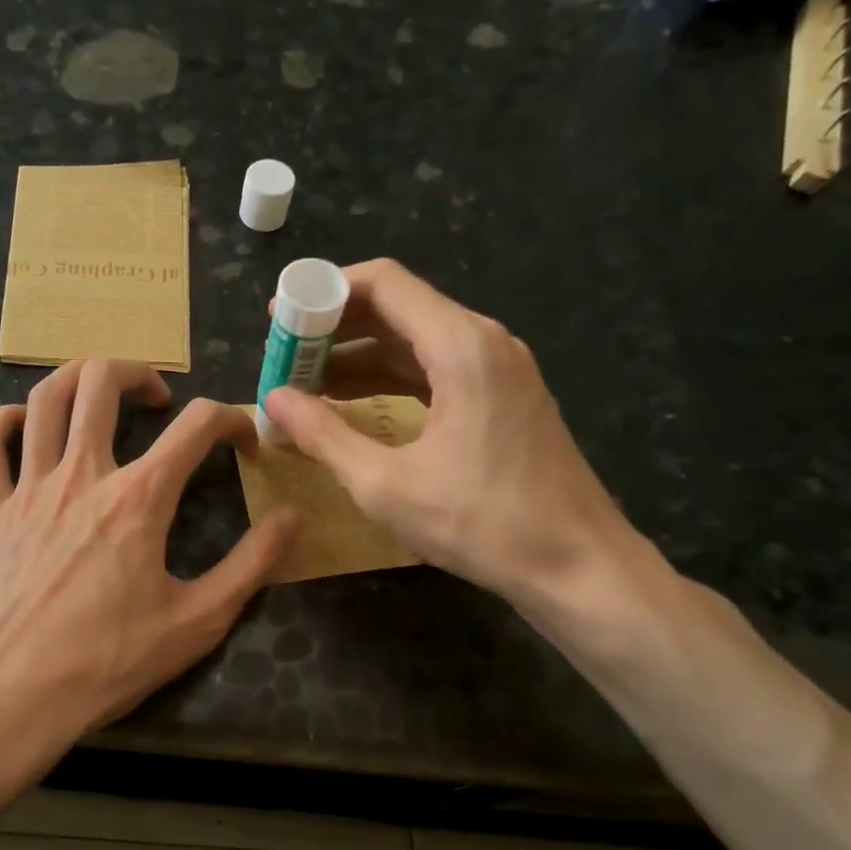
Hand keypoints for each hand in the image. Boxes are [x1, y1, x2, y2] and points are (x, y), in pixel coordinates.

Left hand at [0, 360, 296, 746]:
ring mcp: (28, 487)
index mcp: (139, 498)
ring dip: (77, 379)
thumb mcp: (198, 622)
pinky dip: (6, 420)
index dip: (232, 420)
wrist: (9, 696)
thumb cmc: (107, 662)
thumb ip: (251, 565)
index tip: (243, 445)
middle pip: (102, 381)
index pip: (197, 425)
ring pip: (44, 398)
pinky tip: (26, 427)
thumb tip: (292, 518)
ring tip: (100, 393)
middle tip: (159, 400)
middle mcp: (82, 475)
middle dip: (140, 373)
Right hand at [262, 259, 625, 599]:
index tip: (280, 318)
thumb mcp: (385, 484)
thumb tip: (272, 399)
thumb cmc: (481, 523)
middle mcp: (484, 342)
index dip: (324, 292)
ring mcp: (500, 369)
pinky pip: (436, 368)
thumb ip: (323, 435)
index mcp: (460, 346)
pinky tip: (353, 402)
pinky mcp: (504, 397)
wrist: (578, 566)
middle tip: (285, 356)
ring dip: (360, 356)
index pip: (384, 283)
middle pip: (398, 308)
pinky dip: (391, 378)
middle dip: (335, 328)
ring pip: (416, 340)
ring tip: (306, 382)